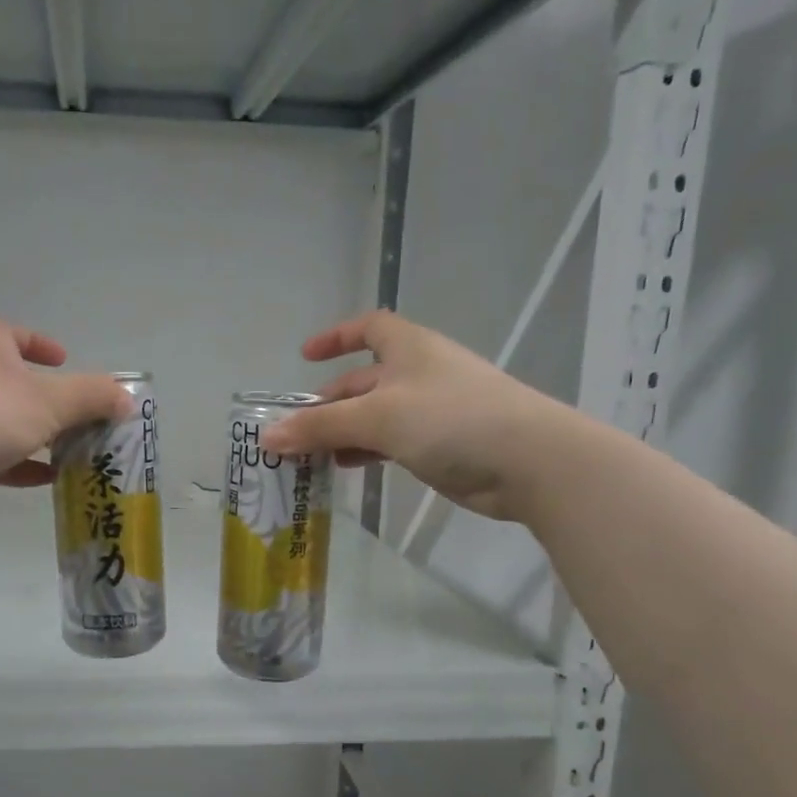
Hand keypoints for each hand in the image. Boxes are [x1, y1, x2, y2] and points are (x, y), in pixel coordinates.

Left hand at [0, 319, 129, 524]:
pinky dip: (20, 466)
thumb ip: (92, 398)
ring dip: (38, 437)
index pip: (14, 335)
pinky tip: (47, 480)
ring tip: (76, 454)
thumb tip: (127, 399)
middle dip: (50, 401)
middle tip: (85, 420)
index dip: (41, 344)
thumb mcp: (51, 401)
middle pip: (15, 383)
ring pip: (5, 423)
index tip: (64, 359)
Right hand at [261, 310, 573, 525]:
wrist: (527, 461)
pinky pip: (392, 441)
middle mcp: (418, 373)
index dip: (336, 337)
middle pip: (363, 380)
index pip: (368, 328)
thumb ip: (320, 427)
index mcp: (408, 348)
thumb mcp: (376, 418)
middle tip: (295, 429)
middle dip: (329, 402)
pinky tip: (346, 467)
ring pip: (375, 415)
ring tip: (311, 455)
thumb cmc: (450, 419)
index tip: (306, 356)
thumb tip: (268, 436)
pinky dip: (366, 450)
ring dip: (343, 431)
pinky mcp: (441, 444)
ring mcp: (432, 409)